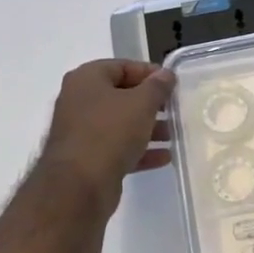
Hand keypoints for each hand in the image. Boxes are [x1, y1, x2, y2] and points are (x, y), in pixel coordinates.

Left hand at [39, 60, 175, 207]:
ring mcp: (81, 131)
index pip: (122, 66)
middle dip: (151, 104)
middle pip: (122, 96)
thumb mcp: (141, 104)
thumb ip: (157, 86)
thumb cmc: (110, 132)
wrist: (78, 186)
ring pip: (120, 124)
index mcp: (87, 79)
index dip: (150, 73)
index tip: (173, 84)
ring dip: (148, 128)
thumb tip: (166, 74)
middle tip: (175, 110)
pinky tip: (164, 157)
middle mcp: (79, 101)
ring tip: (174, 135)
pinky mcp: (87, 158)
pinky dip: (139, 150)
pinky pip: (117, 148)